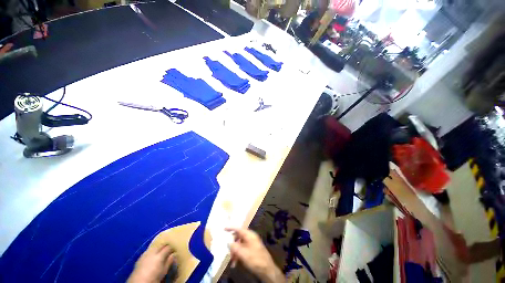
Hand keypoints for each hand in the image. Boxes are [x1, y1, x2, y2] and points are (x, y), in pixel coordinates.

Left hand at [127, 245, 175, 282]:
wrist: (138, 282)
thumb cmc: (153, 278)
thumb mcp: (164, 271)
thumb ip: (169, 262)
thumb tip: (174, 255)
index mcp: (160, 255)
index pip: (168, 247)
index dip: (172, 247)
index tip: (175, 249)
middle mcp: (153, 252)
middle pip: (161, 245)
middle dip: (165, 245)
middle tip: (169, 248)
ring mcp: (146, 253)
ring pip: (154, 246)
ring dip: (158, 247)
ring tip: (161, 251)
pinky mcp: (140, 256)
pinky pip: (148, 250)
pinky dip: (152, 251)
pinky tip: (153, 255)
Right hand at [225, 228, 284, 282]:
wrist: (267, 269)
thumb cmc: (255, 259)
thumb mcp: (243, 254)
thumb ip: (235, 247)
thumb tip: (228, 242)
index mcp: (249, 235)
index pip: (238, 229)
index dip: (231, 228)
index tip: (224, 228)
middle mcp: (251, 237)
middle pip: (239, 237)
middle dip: (232, 245)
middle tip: (228, 252)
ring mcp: (252, 243)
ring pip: (240, 245)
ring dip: (235, 252)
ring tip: (232, 261)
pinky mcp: (252, 250)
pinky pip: (243, 249)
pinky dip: (239, 255)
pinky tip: (236, 263)